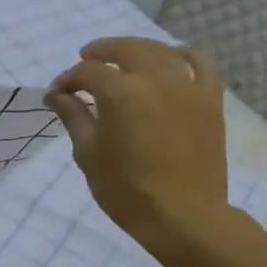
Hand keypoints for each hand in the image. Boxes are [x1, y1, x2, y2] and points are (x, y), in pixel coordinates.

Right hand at [44, 37, 233, 256]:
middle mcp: (155, 79)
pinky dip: (182, 56)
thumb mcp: (88, 154)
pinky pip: (200, 65)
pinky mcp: (210, 101)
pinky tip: (169, 60)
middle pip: (125, 49)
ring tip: (122, 57)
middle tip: (84, 60)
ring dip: (137, 49)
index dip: (67, 80)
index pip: (86, 72)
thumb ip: (73, 116)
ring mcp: (187, 87)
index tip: (56, 95)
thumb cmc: (126, 190)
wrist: (183, 216)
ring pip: (160, 51)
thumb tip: (56, 94)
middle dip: (101, 51)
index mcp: (120, 92)